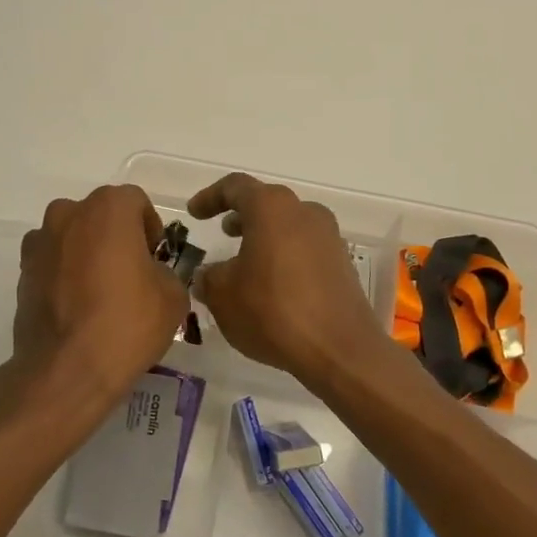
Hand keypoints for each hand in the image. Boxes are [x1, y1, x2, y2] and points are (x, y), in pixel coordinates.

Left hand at [0, 185, 188, 432]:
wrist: (66, 370)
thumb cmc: (126, 323)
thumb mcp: (173, 297)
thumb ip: (166, 272)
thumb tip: (152, 274)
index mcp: (108, 208)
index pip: (136, 202)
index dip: (150, 228)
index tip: (156, 259)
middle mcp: (68, 214)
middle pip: (100, 215)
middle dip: (116, 237)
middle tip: (131, 274)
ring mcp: (40, 242)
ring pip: (72, 236)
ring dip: (87, 252)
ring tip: (100, 292)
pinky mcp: (22, 271)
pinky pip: (52, 262)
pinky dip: (64, 274)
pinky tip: (77, 307)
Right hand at [188, 173, 395, 386]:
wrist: (339, 349)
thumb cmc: (273, 311)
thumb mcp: (223, 296)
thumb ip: (209, 277)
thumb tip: (209, 275)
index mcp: (271, 207)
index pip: (235, 187)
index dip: (210, 197)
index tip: (194, 213)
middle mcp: (304, 212)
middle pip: (267, 204)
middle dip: (241, 216)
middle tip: (223, 233)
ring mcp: (329, 237)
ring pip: (288, 226)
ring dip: (264, 238)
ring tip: (244, 262)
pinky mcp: (342, 264)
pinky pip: (305, 249)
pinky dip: (284, 257)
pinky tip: (272, 285)